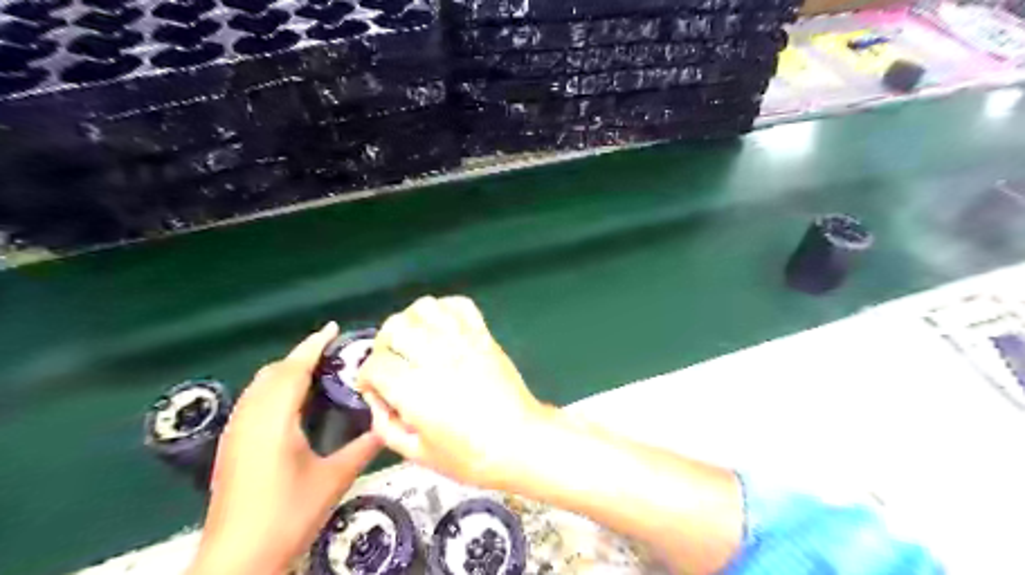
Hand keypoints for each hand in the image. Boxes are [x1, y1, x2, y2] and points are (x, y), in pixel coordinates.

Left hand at [187, 324, 378, 573]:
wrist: (238, 558)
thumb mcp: (334, 478)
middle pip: (273, 372)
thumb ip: (364, 447)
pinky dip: (274, 388)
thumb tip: (390, 425)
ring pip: (260, 385)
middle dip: (301, 356)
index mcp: (275, 419)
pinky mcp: (231, 444)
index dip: (313, 345)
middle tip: (332, 353)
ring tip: (316, 371)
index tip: (333, 328)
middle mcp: (250, 417)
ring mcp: (236, 431)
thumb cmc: (288, 513)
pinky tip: (292, 402)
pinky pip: (253, 400)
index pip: (294, 369)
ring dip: (286, 371)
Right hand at [356, 297, 547, 489]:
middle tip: (391, 362)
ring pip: (425, 308)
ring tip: (414, 340)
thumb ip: (387, 427)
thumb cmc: (471, 457)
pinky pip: (460, 306)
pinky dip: (444, 310)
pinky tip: (441, 328)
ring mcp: (463, 342)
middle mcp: (436, 357)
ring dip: (411, 321)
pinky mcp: (484, 336)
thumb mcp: (419, 455)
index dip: (366, 376)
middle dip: (384, 344)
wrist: (520, 442)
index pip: (376, 364)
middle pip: (396, 327)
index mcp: (416, 390)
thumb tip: (377, 401)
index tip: (373, 388)